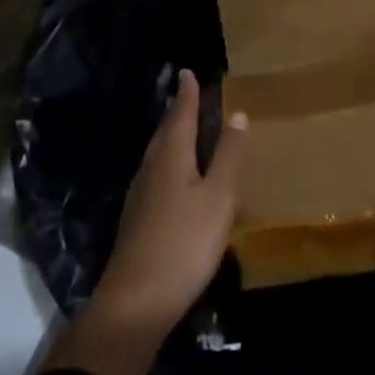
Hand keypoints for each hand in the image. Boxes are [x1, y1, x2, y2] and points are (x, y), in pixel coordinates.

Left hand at [96, 69, 247, 330]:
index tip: (187, 72)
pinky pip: (155, 174)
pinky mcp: (138, 220)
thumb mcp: (219, 197)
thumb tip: (237, 114)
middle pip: (164, 133)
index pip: (180, 115)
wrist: (136, 302)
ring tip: (182, 128)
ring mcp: (140, 196)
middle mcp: (151, 170)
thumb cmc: (185, 243)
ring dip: (170, 136)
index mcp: (171, 158)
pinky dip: (167, 161)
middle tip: (186, 94)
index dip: (186, 94)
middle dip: (175, 112)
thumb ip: (229, 156)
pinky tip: (173, 175)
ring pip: (157, 154)